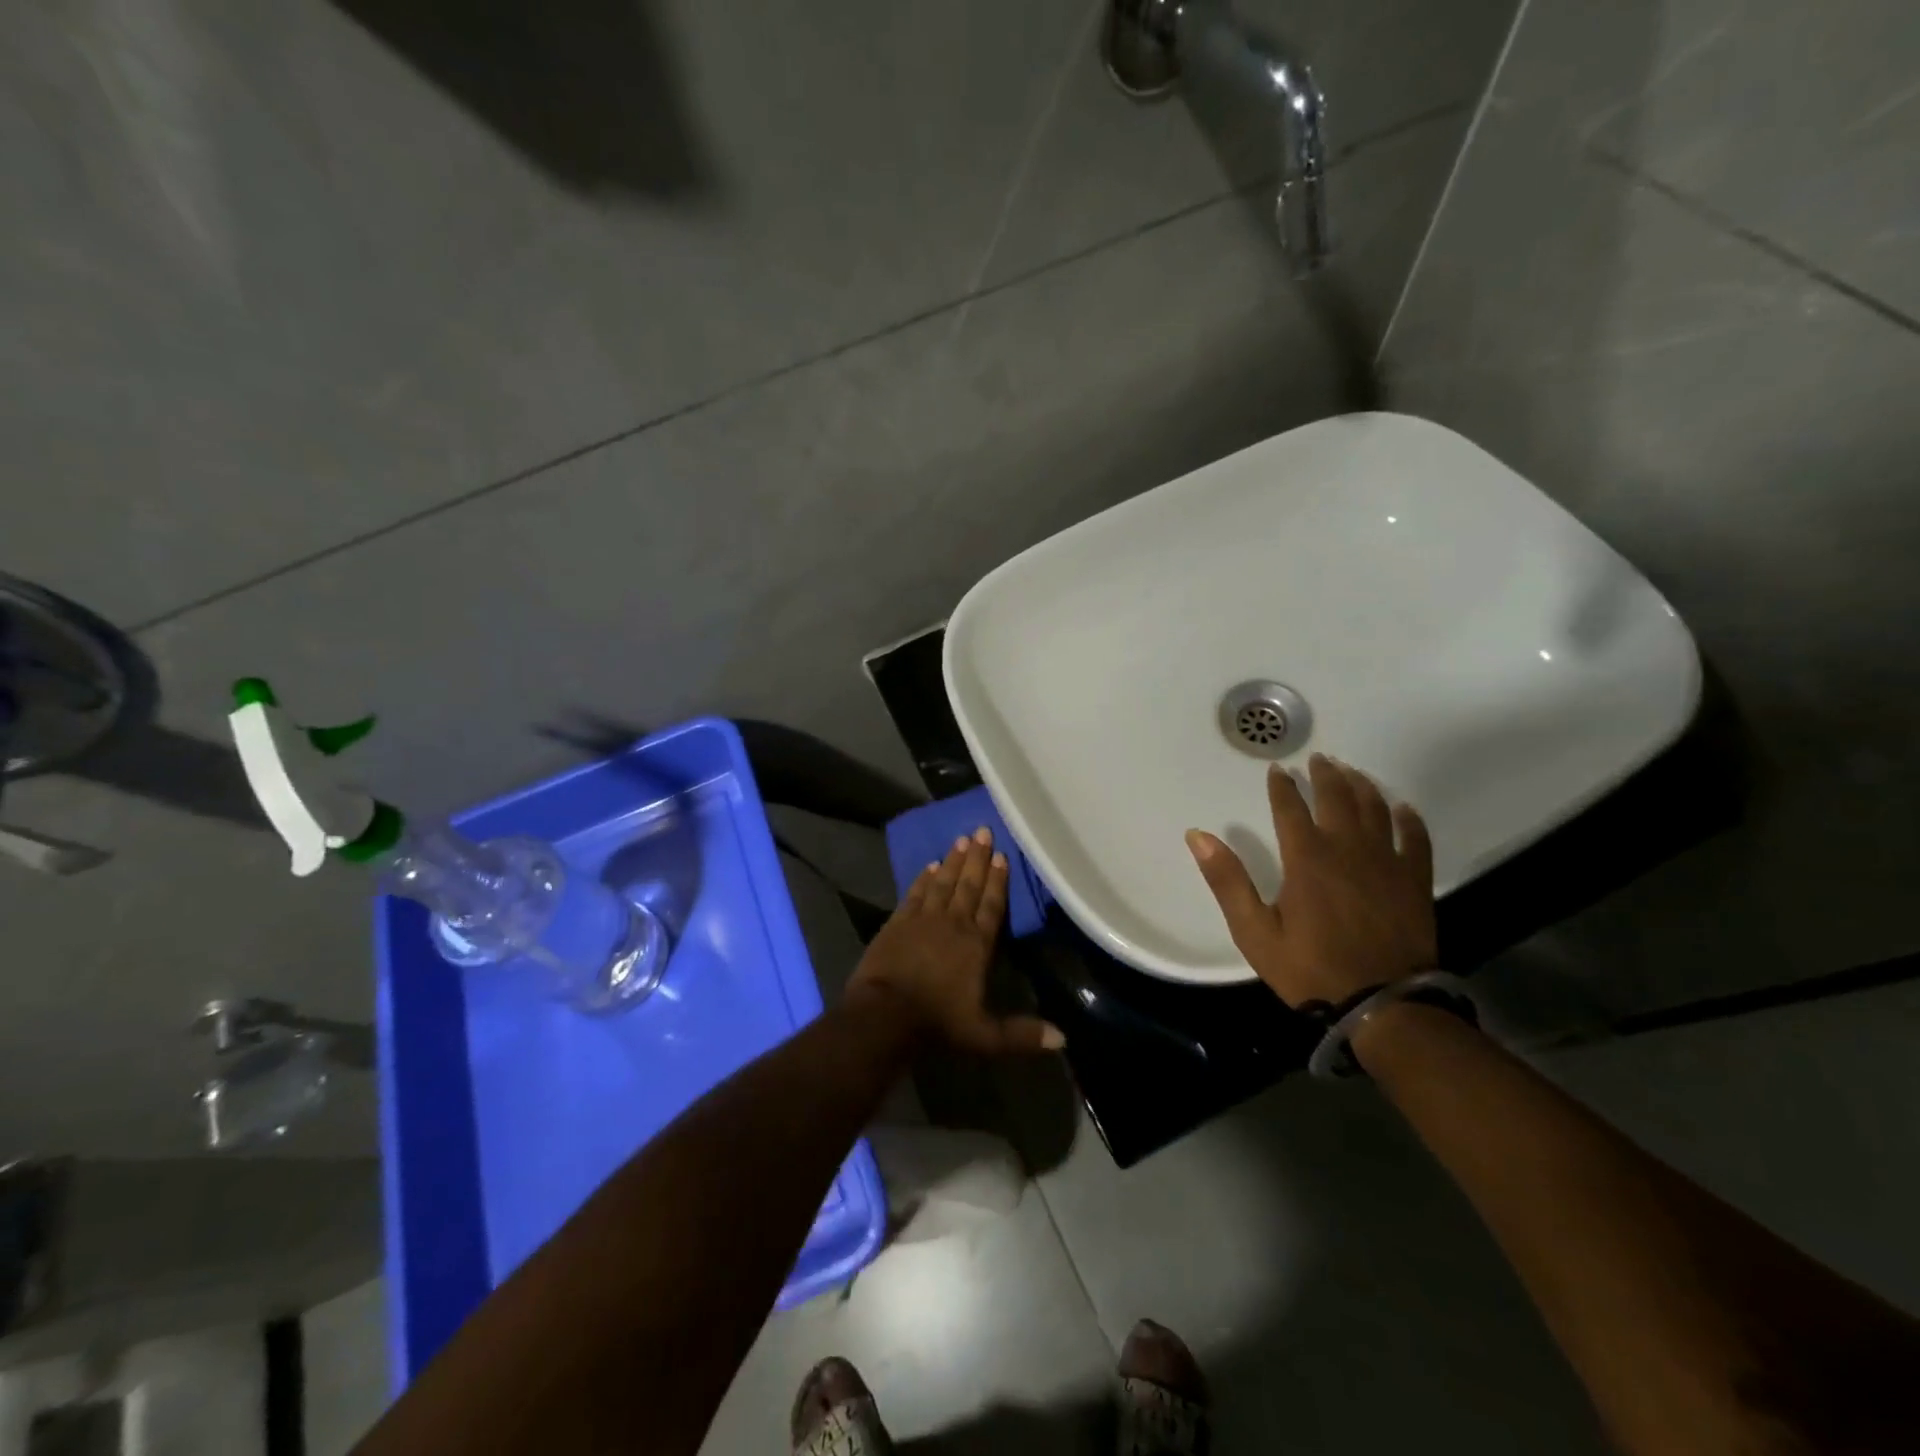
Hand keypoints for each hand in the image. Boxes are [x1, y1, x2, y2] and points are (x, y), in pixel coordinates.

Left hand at [847, 827, 1064, 1054]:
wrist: (884, 1014)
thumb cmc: (938, 1023)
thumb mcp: (985, 1035)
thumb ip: (1022, 1034)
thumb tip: (1063, 1040)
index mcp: (977, 944)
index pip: (992, 905)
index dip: (999, 881)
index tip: (1003, 856)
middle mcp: (953, 923)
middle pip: (969, 885)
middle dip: (979, 859)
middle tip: (983, 830)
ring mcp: (923, 919)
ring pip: (943, 883)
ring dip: (954, 861)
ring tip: (962, 840)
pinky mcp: (898, 922)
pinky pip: (915, 893)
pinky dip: (923, 878)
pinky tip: (930, 865)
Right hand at [1186, 754, 1436, 1008]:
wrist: (1382, 1005)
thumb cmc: (1310, 969)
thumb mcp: (1254, 931)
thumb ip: (1227, 880)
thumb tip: (1197, 836)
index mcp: (1306, 859)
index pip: (1290, 809)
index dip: (1282, 786)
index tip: (1277, 769)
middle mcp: (1347, 850)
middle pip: (1337, 799)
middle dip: (1326, 775)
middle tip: (1320, 758)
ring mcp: (1386, 863)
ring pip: (1375, 810)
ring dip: (1363, 786)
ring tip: (1353, 772)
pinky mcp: (1414, 881)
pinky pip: (1415, 839)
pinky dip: (1409, 819)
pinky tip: (1402, 808)